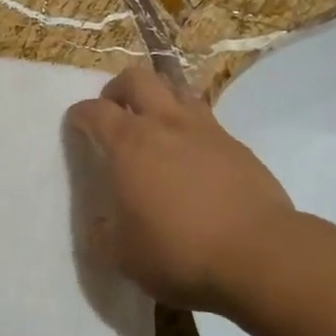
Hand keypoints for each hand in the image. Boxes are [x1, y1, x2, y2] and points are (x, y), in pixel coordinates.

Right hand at [65, 67, 293, 315]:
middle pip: (137, 78)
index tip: (76, 124)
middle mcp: (164, 123)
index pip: (94, 111)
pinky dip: (191, 127)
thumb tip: (97, 223)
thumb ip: (102, 235)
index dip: (80, 114)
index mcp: (129, 143)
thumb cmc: (180, 252)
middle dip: (118, 89)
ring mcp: (205, 129)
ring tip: (155, 124)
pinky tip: (193, 156)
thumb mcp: (123, 256)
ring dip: (159, 98)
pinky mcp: (236, 145)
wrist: (260, 254)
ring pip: (176, 89)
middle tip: (115, 111)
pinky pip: (206, 120)